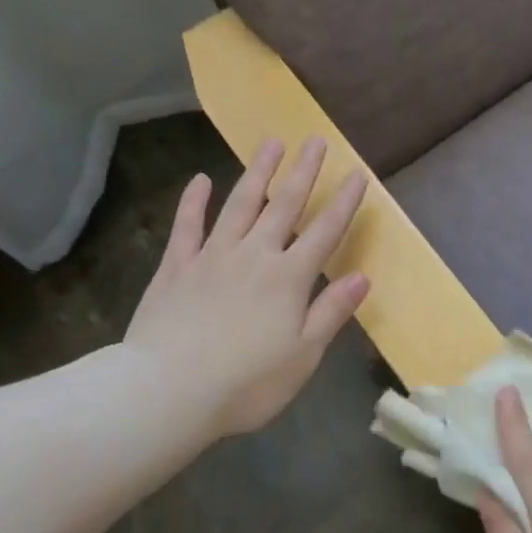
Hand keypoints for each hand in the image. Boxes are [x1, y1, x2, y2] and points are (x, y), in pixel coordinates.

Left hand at [123, 137, 368, 438]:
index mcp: (289, 278)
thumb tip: (363, 276)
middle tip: (315, 140)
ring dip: (258, 172)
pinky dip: (193, 201)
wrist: (168, 392)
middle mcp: (254, 256)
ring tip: (271, 143)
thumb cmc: (247, 383)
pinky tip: (200, 179)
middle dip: (304, 172)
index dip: (344, 203)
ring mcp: (212, 257)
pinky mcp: (176, 268)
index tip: (358, 174)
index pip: (325, 232)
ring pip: (240, 205)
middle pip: (285, 205)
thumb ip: (332, 311)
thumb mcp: (304, 355)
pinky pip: (187, 226)